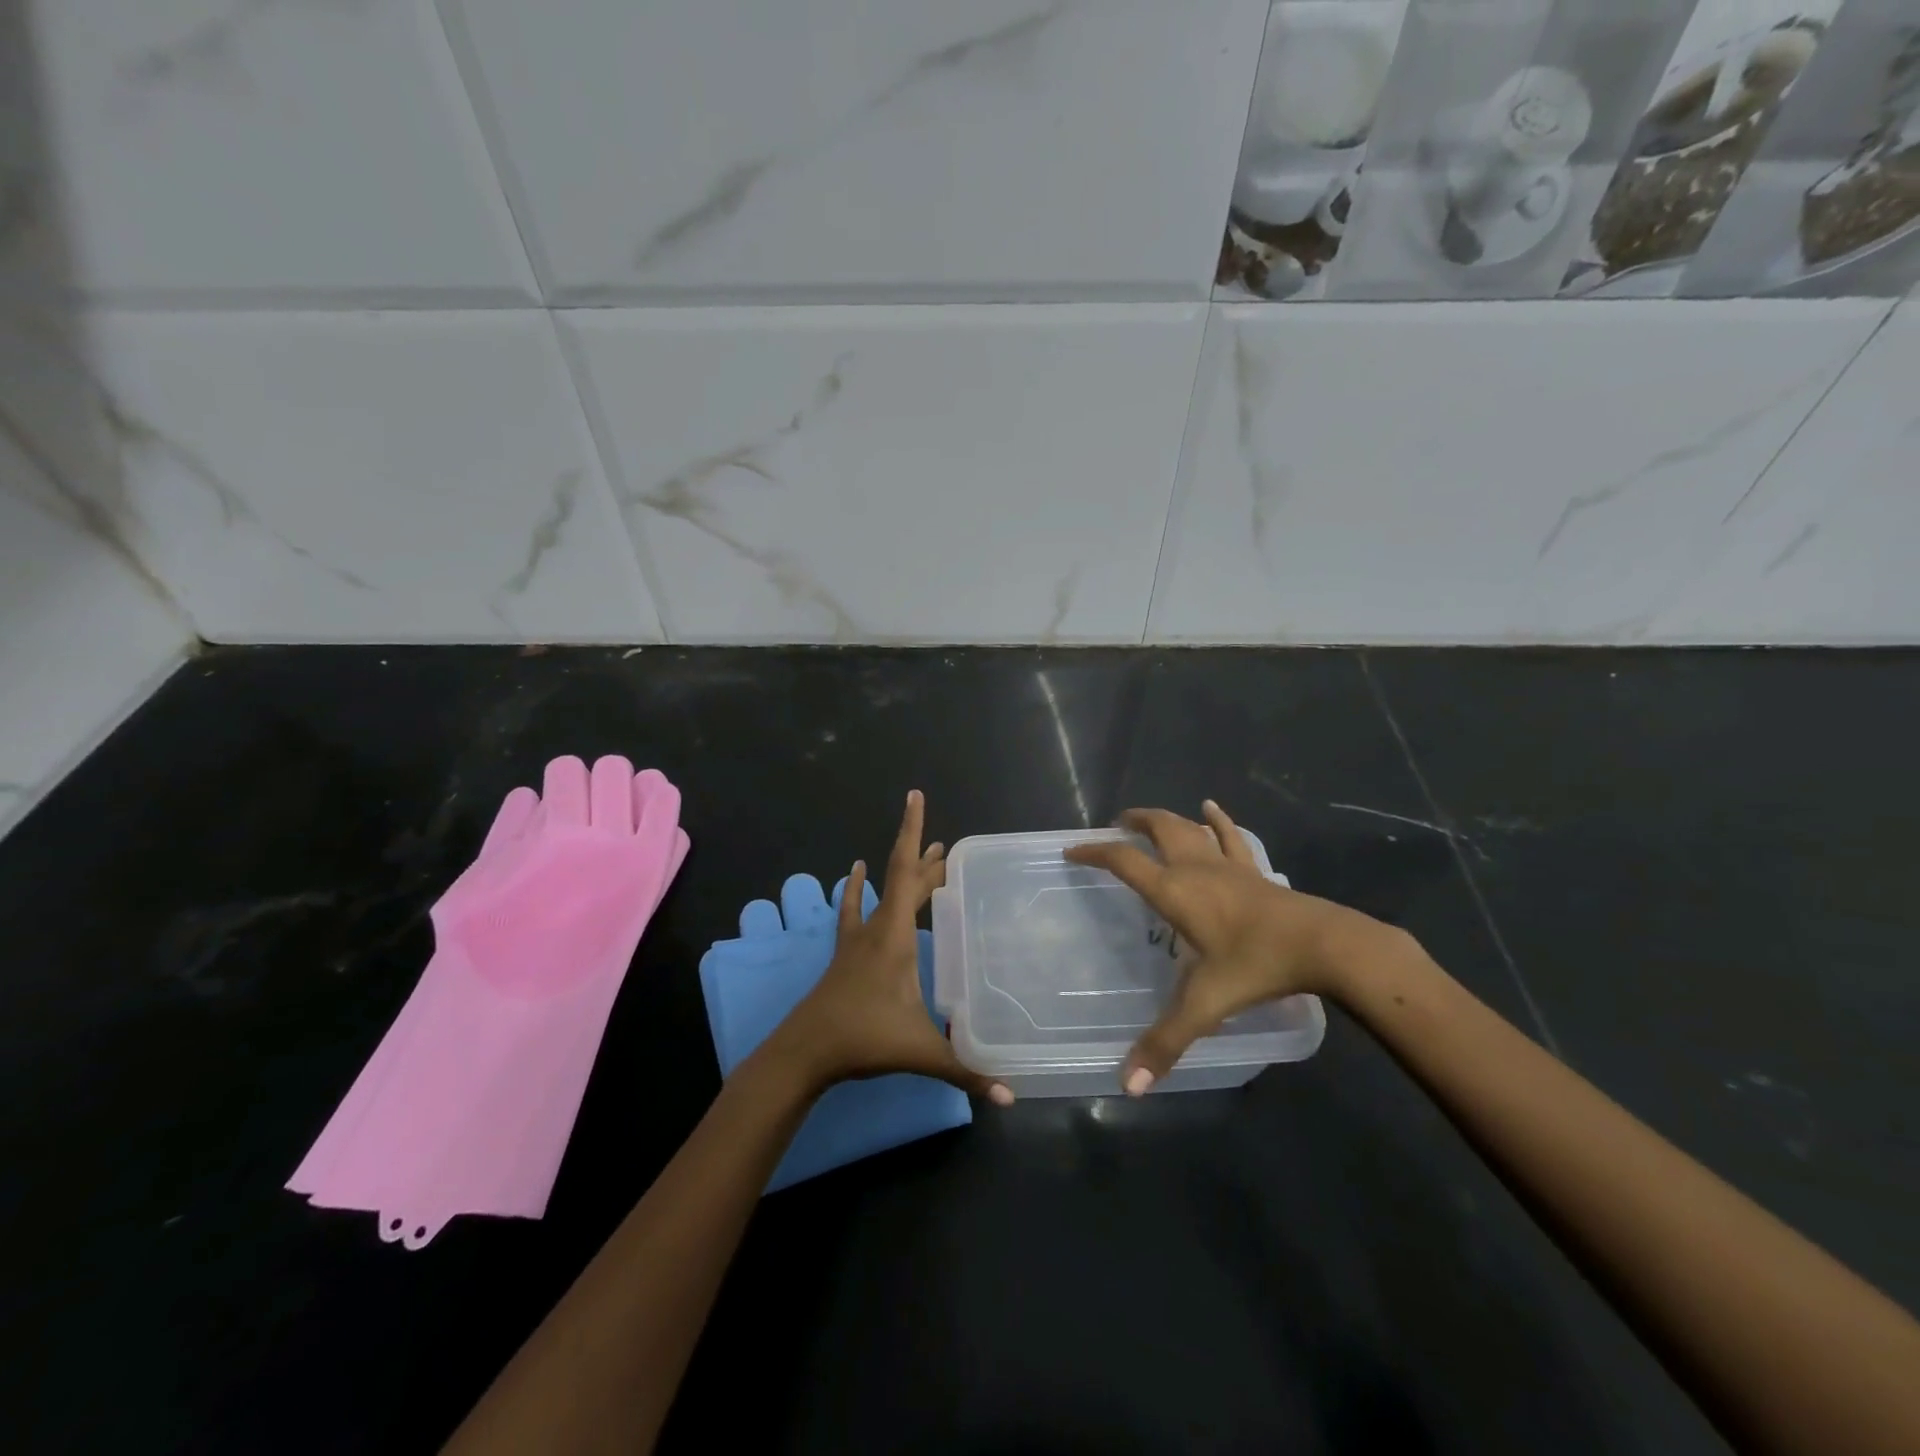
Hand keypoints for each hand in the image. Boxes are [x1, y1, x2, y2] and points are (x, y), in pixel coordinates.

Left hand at [763, 790, 1013, 1105]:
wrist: (804, 1052)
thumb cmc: (863, 1039)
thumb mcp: (920, 1052)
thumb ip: (966, 1071)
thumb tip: (1012, 1094)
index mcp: (895, 936)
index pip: (907, 872)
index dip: (913, 833)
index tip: (914, 796)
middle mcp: (877, 927)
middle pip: (902, 880)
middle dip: (926, 859)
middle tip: (948, 845)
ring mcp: (857, 939)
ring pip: (883, 893)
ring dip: (903, 872)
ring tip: (925, 853)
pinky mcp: (846, 953)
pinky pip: (853, 910)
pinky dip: (856, 889)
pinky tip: (852, 871)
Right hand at [1064, 800, 1409, 1094]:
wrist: (1324, 945)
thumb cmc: (1256, 966)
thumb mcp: (1206, 1005)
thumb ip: (1166, 1042)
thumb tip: (1128, 1085)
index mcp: (1174, 891)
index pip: (1123, 861)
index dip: (1094, 852)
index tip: (1072, 849)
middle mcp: (1195, 868)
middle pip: (1157, 829)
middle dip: (1132, 823)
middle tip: (1114, 826)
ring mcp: (1228, 865)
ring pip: (1189, 827)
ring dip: (1166, 818)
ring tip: (1149, 818)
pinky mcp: (1254, 871)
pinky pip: (1231, 837)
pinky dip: (1218, 820)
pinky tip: (1211, 808)